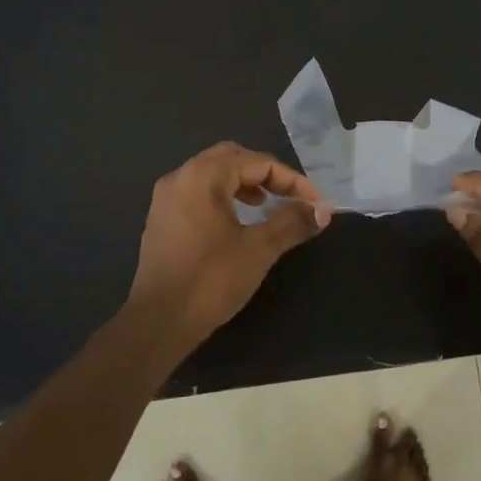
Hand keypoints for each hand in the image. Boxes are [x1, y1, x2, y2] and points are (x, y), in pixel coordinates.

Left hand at [125, 142, 330, 347]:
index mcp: (204, 176)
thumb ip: (292, 222)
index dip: (292, 180)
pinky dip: (222, 197)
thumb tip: (321, 211)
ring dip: (243, 183)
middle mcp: (181, 177)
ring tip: (264, 205)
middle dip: (265, 173)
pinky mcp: (161, 220)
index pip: (258, 162)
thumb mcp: (259, 249)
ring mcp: (165, 198)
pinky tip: (235, 223)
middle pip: (232, 158)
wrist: (159, 322)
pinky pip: (197, 193)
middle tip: (289, 195)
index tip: (316, 204)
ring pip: (212, 174)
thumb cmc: (211, 279)